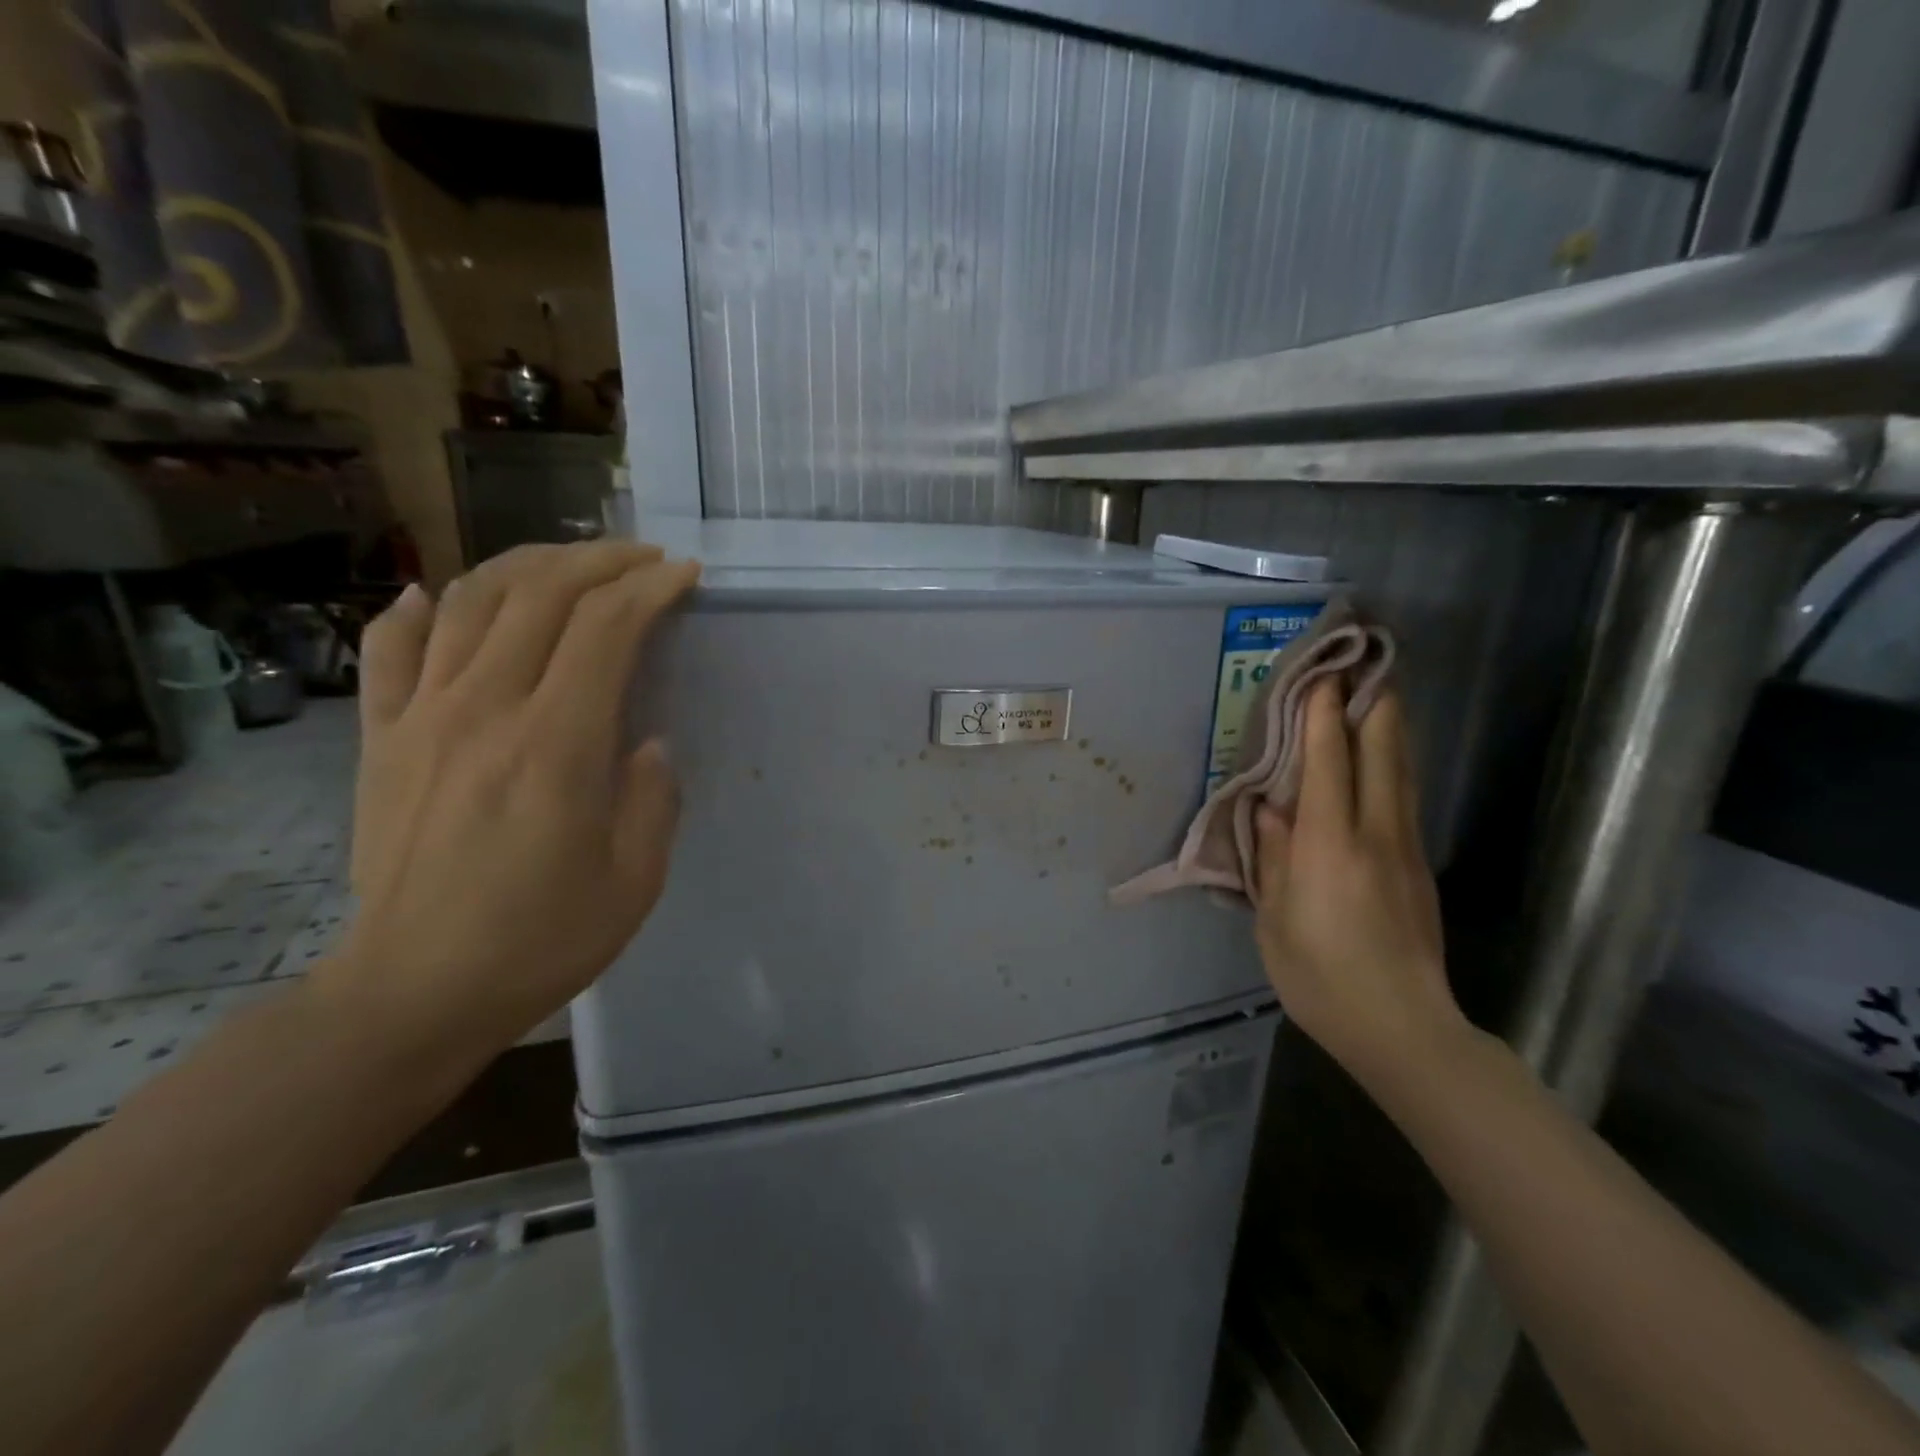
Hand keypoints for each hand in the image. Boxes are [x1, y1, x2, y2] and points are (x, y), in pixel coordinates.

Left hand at [323, 541, 699, 1067]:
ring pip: (471, 604)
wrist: (413, 991)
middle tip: (643, 559)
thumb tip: (645, 743)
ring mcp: (422, 718)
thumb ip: (653, 797)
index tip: (684, 575)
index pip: (605, 629)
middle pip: (541, 597)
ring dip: (528, 568)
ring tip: (571, 565)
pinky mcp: (382, 739)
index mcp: (555, 745)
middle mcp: (483, 710)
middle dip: (600, 562)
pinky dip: (419, 610)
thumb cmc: (540, 940)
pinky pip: (392, 651)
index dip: (650, 590)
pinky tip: (441, 593)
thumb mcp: (635, 879)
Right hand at [1254, 682, 1464, 1084]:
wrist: (1403, 1028)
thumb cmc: (1320, 977)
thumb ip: (1275, 857)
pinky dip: (1392, 765)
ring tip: (1379, 695)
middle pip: (1382, 753)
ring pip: (1401, 773)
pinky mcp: (1418, 868)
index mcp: (1329, 844)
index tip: (1324, 674)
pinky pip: (1404, 799)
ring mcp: (1405, 849)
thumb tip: (1271, 809)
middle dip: (1373, 704)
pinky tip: (1382, 760)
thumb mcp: (1276, 919)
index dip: (1325, 715)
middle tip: (1366, 664)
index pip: (1329, 762)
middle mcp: (1375, 834)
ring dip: (1389, 729)